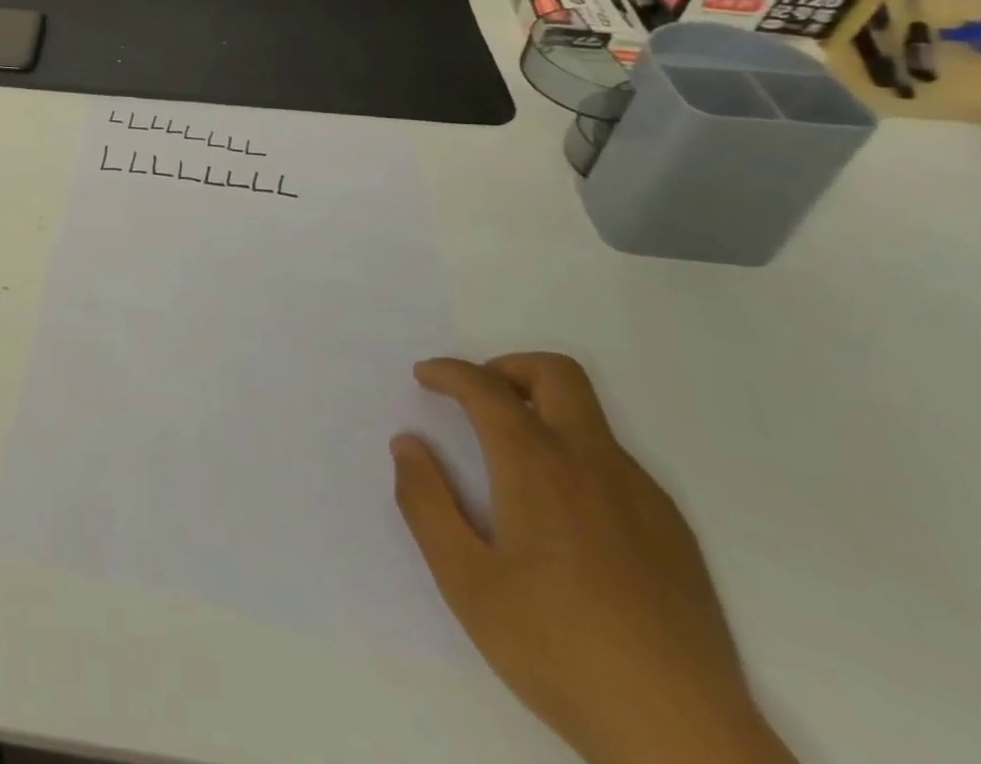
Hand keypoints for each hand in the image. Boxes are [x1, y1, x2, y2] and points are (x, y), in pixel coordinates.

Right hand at [392, 353, 794, 763]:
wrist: (686, 741)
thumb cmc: (559, 650)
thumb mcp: (465, 581)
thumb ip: (425, 502)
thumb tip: (407, 444)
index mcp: (537, 466)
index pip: (486, 387)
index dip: (449, 371)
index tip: (425, 378)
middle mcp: (592, 462)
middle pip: (555, 373)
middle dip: (507, 367)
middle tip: (476, 400)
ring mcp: (641, 496)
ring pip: (589, 417)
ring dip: (542, 412)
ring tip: (511, 464)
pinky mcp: (673, 532)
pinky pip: (615, 463)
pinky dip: (576, 456)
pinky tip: (563, 516)